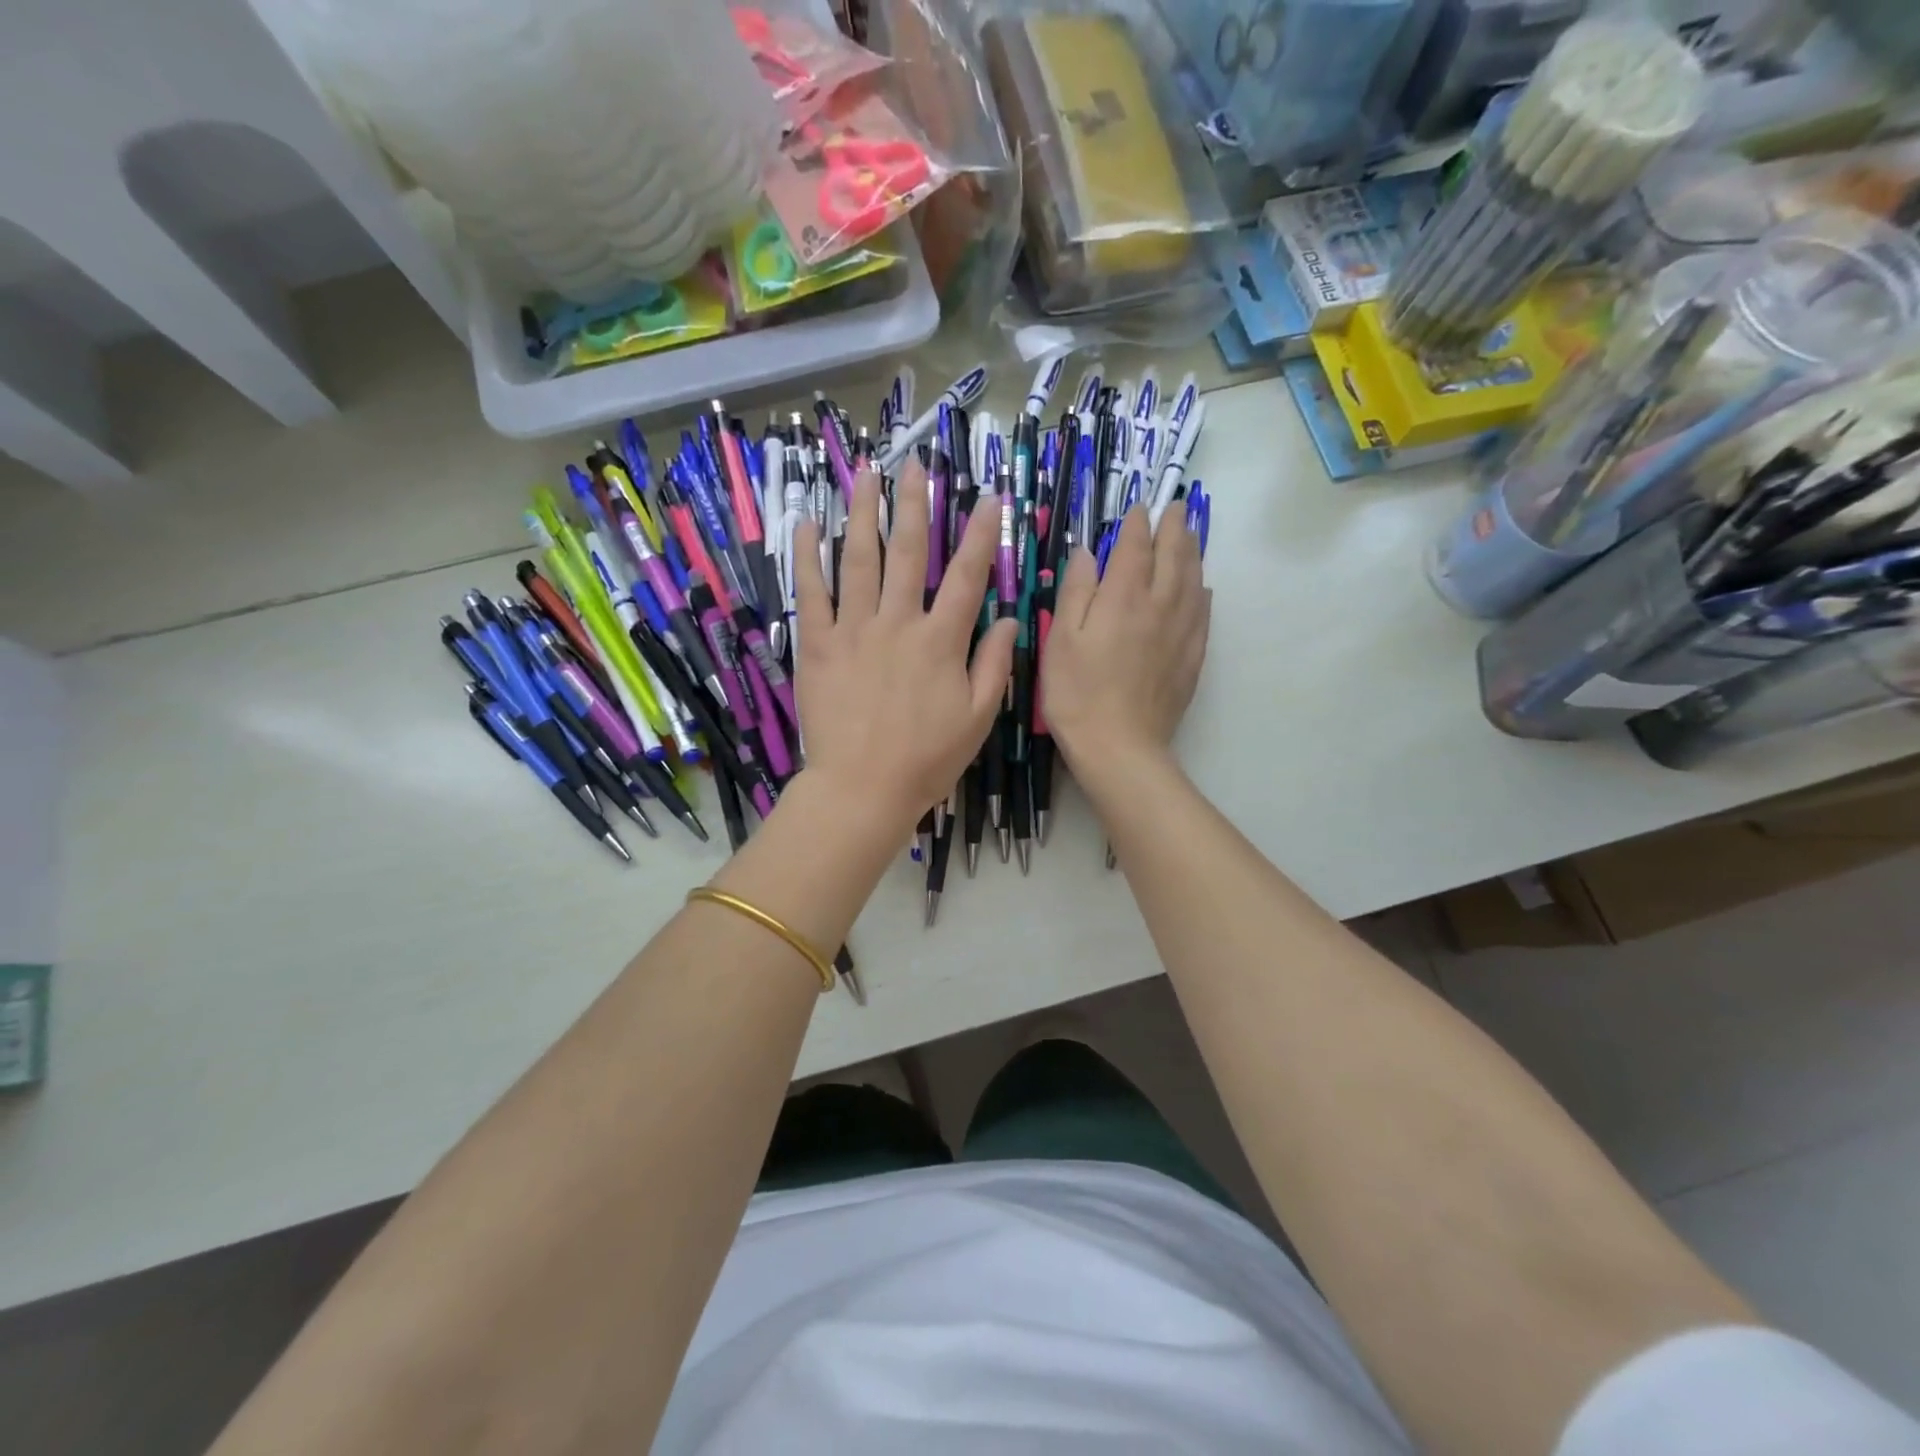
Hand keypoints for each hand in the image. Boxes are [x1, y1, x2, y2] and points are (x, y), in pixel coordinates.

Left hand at [794, 463, 1015, 839]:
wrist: (862, 789)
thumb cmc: (926, 759)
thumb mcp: (978, 718)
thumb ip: (994, 665)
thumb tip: (1010, 619)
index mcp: (941, 641)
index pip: (966, 576)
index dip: (980, 534)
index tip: (988, 497)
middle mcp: (898, 623)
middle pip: (908, 552)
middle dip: (915, 504)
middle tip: (915, 463)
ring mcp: (854, 630)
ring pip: (859, 560)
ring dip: (863, 513)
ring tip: (866, 474)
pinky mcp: (818, 646)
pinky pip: (811, 593)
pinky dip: (807, 557)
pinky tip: (806, 524)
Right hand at [1041, 505, 1209, 787]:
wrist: (1120, 747)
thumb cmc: (1077, 694)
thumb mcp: (1061, 640)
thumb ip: (1076, 591)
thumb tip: (1087, 552)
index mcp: (1123, 597)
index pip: (1134, 548)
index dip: (1136, 525)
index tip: (1138, 508)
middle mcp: (1159, 606)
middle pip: (1173, 557)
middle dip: (1173, 529)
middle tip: (1175, 509)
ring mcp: (1181, 632)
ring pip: (1194, 581)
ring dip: (1193, 553)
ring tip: (1192, 535)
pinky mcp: (1192, 658)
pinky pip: (1203, 614)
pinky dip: (1203, 593)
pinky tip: (1203, 589)